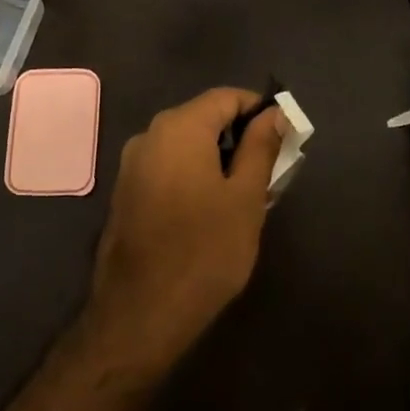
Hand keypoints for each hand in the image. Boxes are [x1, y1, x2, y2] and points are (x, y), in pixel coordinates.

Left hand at [87, 88, 286, 371]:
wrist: (141, 313)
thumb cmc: (204, 251)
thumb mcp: (245, 198)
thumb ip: (260, 148)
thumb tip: (273, 114)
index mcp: (179, 127)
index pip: (226, 97)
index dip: (258, 109)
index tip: (284, 136)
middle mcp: (149, 134)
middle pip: (203, 117)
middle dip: (239, 136)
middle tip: (269, 170)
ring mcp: (132, 164)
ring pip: (185, 144)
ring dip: (217, 157)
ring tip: (245, 193)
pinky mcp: (126, 191)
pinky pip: (167, 166)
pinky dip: (193, 173)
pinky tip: (211, 208)